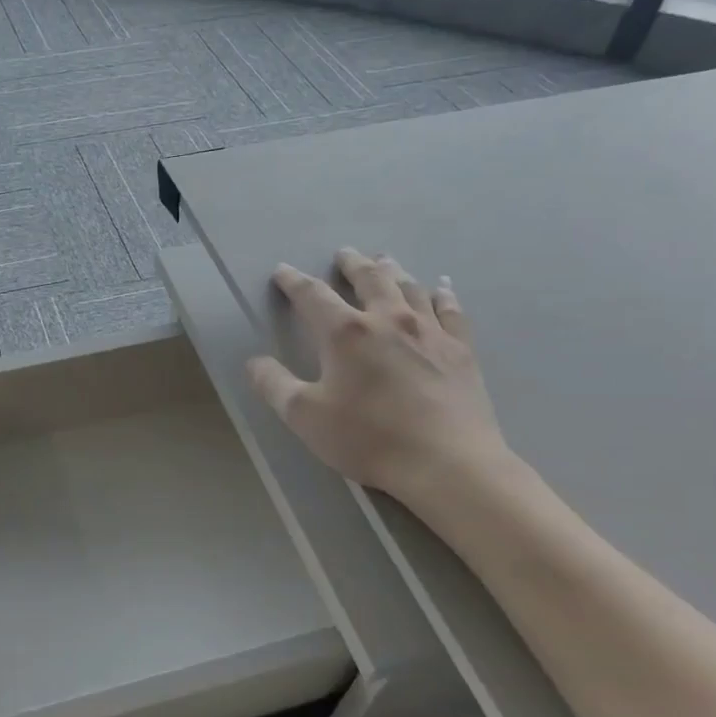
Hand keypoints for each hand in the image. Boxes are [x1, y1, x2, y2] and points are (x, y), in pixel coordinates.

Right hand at [247, 248, 512, 510]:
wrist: (447, 463)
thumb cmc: (369, 438)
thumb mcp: (305, 417)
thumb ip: (274, 385)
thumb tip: (254, 362)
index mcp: (346, 333)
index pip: (313, 295)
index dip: (294, 281)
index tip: (283, 271)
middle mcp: (388, 319)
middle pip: (368, 278)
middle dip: (352, 264)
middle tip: (343, 253)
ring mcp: (429, 331)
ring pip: (409, 287)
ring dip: (392, 270)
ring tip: (384, 260)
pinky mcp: (460, 349)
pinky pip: (451, 310)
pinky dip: (442, 294)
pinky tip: (440, 287)